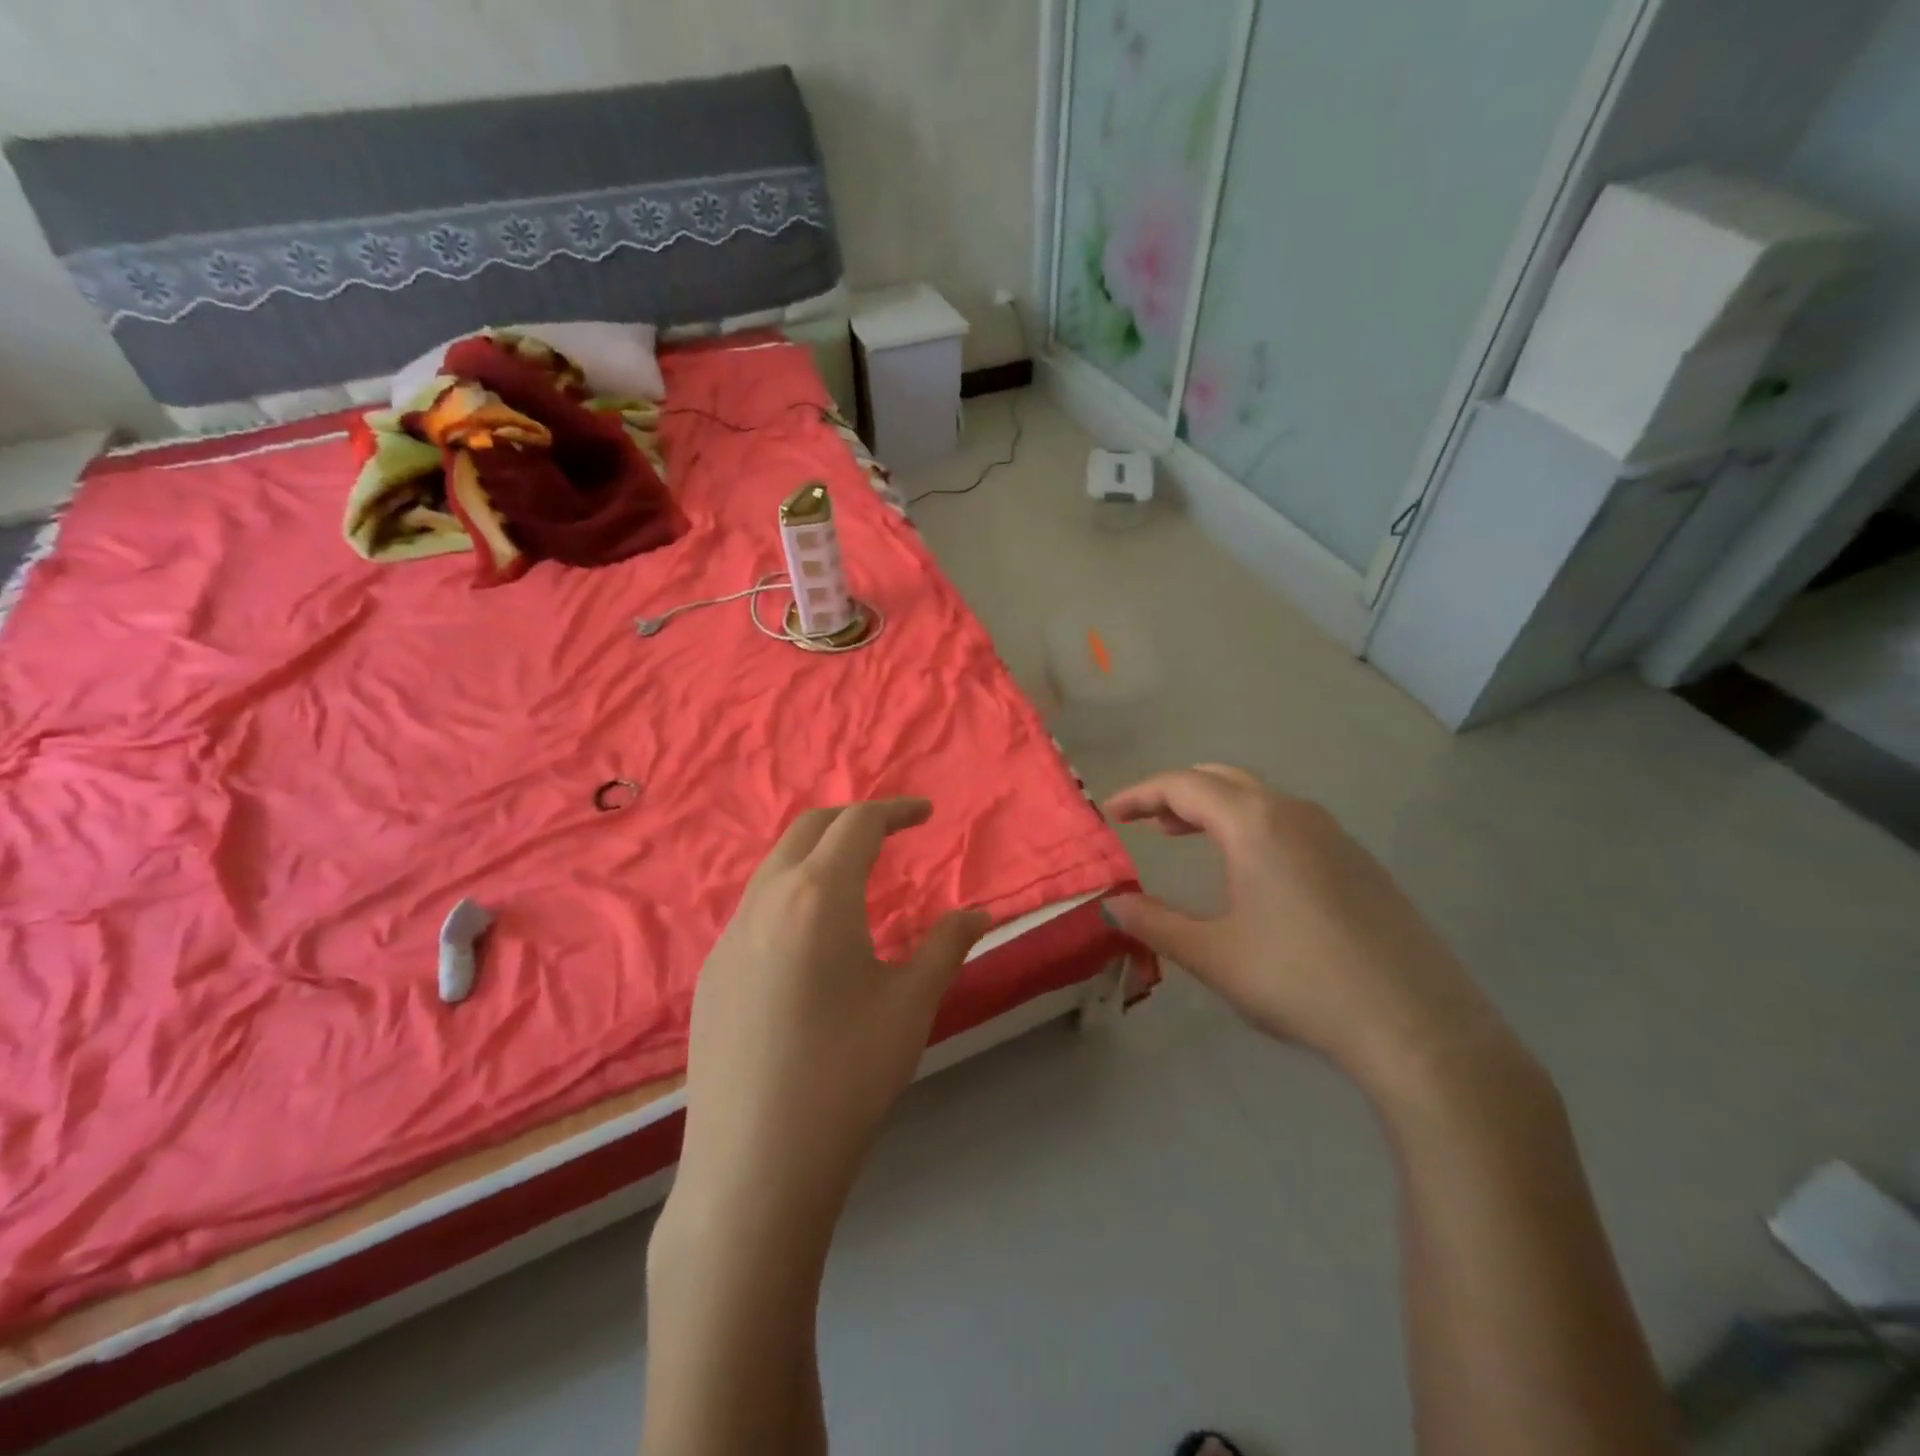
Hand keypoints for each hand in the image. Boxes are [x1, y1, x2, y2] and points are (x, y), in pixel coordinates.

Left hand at [674, 799, 990, 1228]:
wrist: (755, 1167)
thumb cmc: (848, 1075)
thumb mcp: (912, 1004)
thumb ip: (947, 945)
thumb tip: (979, 913)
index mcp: (818, 895)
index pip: (858, 823)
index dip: (895, 810)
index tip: (924, 814)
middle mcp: (765, 899)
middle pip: (808, 829)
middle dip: (852, 819)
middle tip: (890, 834)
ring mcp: (729, 936)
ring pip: (775, 867)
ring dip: (816, 856)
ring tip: (854, 880)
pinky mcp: (711, 973)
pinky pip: (754, 909)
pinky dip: (790, 895)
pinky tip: (809, 943)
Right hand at [1104, 765, 1516, 1096]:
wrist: (1418, 1027)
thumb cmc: (1300, 981)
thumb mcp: (1213, 955)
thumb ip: (1154, 923)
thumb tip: (1112, 905)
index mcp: (1255, 823)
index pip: (1183, 786)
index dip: (1141, 794)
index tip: (1111, 813)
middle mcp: (1295, 814)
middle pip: (1223, 780)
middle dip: (1177, 794)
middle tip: (1146, 822)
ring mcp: (1335, 835)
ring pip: (1261, 799)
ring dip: (1216, 809)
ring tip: (1187, 838)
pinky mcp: (1360, 862)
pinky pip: (1291, 823)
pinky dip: (1252, 827)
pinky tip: (1250, 870)